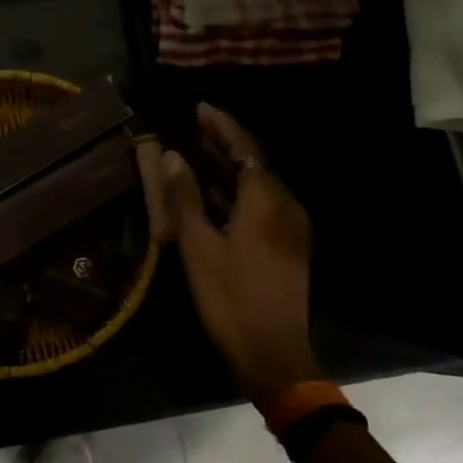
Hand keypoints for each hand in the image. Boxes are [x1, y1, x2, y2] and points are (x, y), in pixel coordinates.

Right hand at [162, 104, 320, 400]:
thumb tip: (172, 156)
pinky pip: (260, 206)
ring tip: (196, 154)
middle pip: (253, 163)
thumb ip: (185, 197)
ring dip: (228, 168)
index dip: (222, 125)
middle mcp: (285, 206)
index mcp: (266, 201)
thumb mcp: (198, 247)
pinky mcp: (287, 246)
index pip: (245, 148)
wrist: (273, 355)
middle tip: (193, 126)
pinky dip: (236, 193)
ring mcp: (290, 228)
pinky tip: (212, 196)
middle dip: (224, 143)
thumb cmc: (230, 299)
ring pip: (257, 185)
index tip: (199, 107)